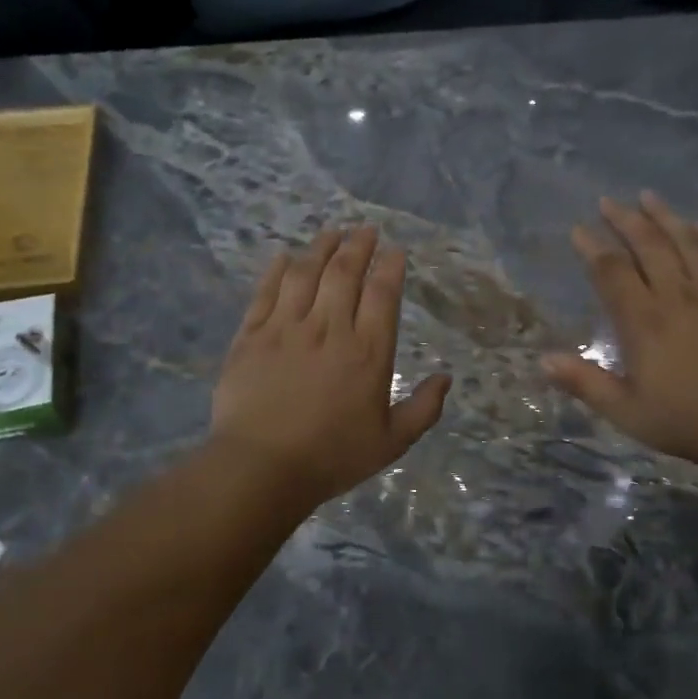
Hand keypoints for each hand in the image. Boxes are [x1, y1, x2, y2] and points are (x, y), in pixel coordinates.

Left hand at [210, 226, 449, 509]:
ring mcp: (286, 329)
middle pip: (344, 273)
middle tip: (365, 230)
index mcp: (368, 352)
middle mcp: (329, 329)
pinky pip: (265, 292)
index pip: (382, 294)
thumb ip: (423, 408)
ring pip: (305, 273)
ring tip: (331, 232)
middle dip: (358, 246)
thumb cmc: (333, 457)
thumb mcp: (392, 442)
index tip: (394, 250)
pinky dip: (277, 270)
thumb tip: (446, 378)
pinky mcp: (251, 336)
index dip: (390, 266)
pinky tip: (284, 257)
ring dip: (320, 247)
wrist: (262, 468)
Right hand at [542, 193, 697, 476]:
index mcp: (644, 322)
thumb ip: (585, 383)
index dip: (592, 247)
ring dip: (664, 216)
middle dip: (625, 220)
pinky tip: (696, 224)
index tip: (578, 230)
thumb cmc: (687, 421)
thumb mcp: (627, 412)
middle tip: (607, 202)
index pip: (612, 272)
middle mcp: (677, 296)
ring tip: (647, 196)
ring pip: (685, 242)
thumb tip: (543, 360)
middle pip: (649, 245)